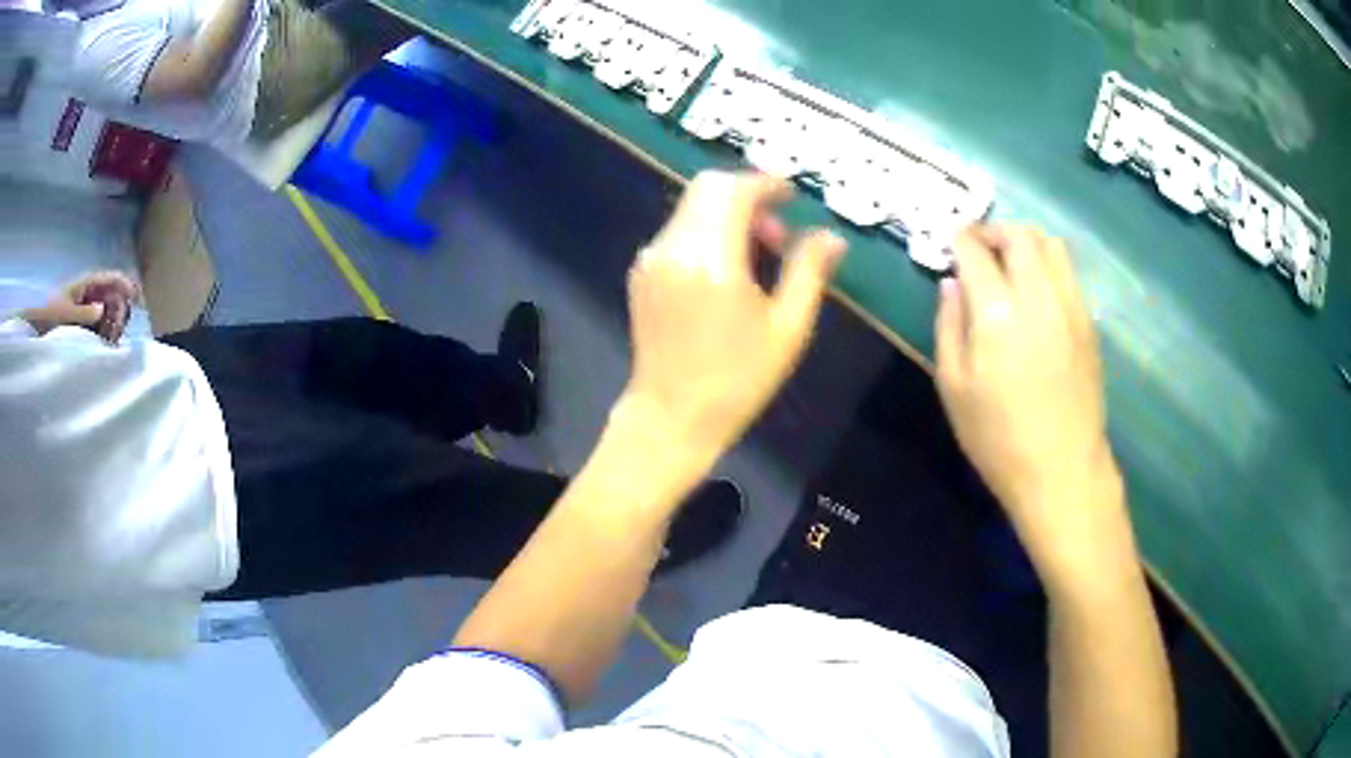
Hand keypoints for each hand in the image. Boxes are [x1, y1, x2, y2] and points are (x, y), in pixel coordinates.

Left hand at [23, 271, 139, 343]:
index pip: (111, 278)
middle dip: (120, 308)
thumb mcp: (66, 314)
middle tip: (121, 328)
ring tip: (114, 340)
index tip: (137, 297)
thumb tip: (103, 310)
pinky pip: (101, 326)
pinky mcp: (84, 325)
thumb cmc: (49, 315)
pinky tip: (107, 345)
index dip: (125, 284)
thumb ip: (84, 313)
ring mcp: (87, 309)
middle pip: (113, 294)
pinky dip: (107, 334)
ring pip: (109, 311)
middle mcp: (89, 293)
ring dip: (114, 323)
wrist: (35, 325)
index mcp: (87, 284)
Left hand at [618, 172, 845, 460]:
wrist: (671, 418)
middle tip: (777, 235)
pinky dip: (706, 233)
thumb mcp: (787, 329)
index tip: (791, 197)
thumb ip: (809, 272)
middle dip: (746, 196)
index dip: (766, 184)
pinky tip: (725, 272)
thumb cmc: (737, 381)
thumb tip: (832, 237)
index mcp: (711, 258)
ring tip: (757, 258)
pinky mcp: (641, 274)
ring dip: (726, 214)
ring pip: (691, 208)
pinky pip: (677, 232)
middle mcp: (673, 247)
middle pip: (707, 188)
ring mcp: (651, 260)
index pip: (734, 189)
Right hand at [935, 225, 1129, 575]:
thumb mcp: (953, 387)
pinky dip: (1047, 263)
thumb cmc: (997, 438)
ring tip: (1009, 261)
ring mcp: (1070, 307)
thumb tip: (951, 284)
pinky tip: (1035, 289)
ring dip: (1025, 240)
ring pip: (1051, 245)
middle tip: (978, 246)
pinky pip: (1068, 272)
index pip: (976, 251)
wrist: (1061, 470)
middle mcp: (1038, 297)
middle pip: (1019, 236)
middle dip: (994, 231)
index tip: (949, 241)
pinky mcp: (1088, 322)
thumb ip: (948, 326)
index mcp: (998, 314)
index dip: (959, 238)